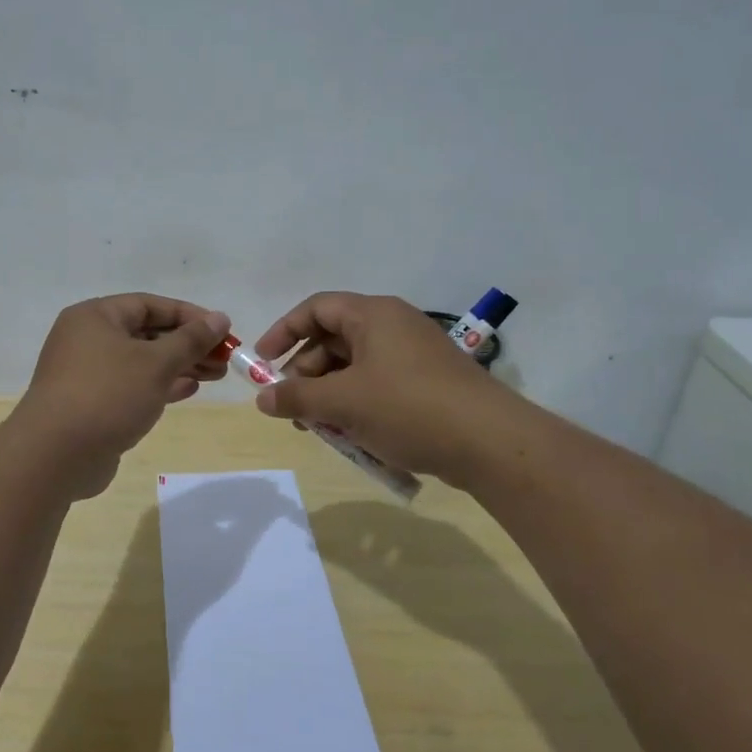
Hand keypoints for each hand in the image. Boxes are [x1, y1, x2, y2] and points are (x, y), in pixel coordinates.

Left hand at [12, 294, 231, 497]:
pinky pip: (131, 387)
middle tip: (224, 358)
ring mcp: (87, 374)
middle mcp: (87, 339)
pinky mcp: (91, 404)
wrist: (55, 456)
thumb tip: (220, 318)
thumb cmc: (107, 395)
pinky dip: (159, 386)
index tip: (222, 330)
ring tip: (215, 375)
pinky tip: (188, 391)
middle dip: (188, 345)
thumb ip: (191, 340)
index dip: (189, 315)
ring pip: (141, 362)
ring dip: (179, 367)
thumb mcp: (156, 363)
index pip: (150, 305)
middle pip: (147, 333)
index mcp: (95, 317)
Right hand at [253, 292, 507, 484]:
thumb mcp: (343, 403)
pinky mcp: (428, 384)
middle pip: (334, 339)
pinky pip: (379, 386)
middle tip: (290, 407)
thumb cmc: (408, 408)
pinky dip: (358, 406)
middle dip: (306, 374)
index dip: (284, 331)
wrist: (490, 442)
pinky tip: (352, 437)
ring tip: (318, 429)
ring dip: (330, 395)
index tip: (262, 362)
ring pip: (356, 368)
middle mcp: (394, 326)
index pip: (316, 308)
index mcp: (373, 315)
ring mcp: (414, 356)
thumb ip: (297, 398)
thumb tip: (261, 399)